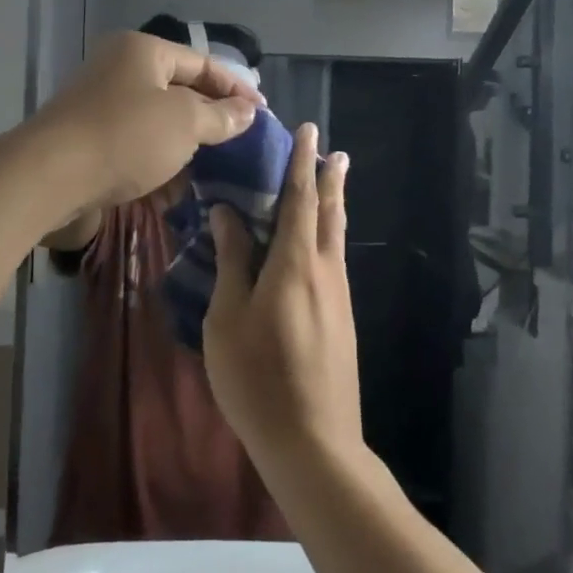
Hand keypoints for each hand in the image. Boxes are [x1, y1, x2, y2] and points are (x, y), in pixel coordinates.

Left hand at [32, 32, 260, 211]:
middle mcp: (120, 69)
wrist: (49, 178)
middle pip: (179, 90)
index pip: (202, 63)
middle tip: (243, 141)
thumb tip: (247, 112)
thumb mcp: (184, 123)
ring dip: (187, 143)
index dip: (236, 88)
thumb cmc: (125, 137)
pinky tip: (179, 185)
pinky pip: (136, 144)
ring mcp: (101, 105)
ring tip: (218, 167)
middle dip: (211, 117)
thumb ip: (220, 116)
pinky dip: (159, 160)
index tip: (264, 113)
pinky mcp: (90, 139)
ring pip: (158, 121)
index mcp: (143, 51)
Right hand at [202, 124, 361, 471]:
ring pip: (337, 238)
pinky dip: (330, 237)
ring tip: (333, 185)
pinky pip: (336, 261)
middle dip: (330, 179)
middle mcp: (325, 271)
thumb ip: (232, 262)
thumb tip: (229, 214)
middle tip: (333, 152)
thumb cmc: (256, 378)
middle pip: (330, 213)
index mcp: (295, 263)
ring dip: (334, 206)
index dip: (302, 163)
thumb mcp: (228, 318)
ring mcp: (339, 297)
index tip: (309, 132)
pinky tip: (322, 245)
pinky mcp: (343, 319)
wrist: (312, 441)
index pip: (300, 199)